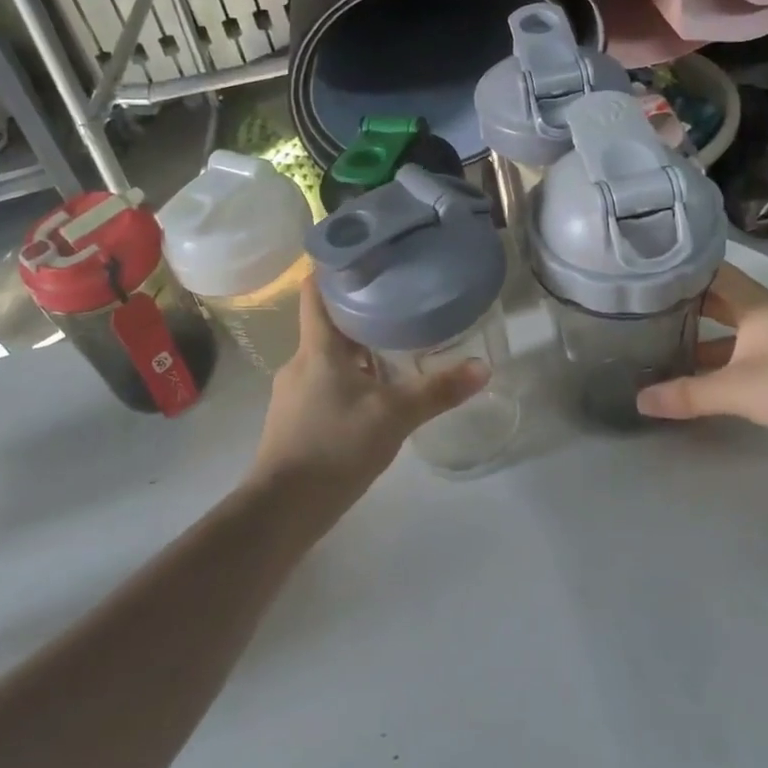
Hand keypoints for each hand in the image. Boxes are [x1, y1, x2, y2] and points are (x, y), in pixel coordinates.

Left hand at [246, 282, 489, 519]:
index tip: (363, 257)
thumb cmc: (335, 446)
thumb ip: (438, 391)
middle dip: (360, 315)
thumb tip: (484, 368)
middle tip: (399, 305)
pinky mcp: (294, 420)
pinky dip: (347, 382)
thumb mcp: (394, 416)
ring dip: (356, 353)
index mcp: (317, 347)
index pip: (313, 291)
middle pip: (327, 325)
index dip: (332, 269)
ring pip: (327, 359)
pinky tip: (373, 399)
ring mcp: (292, 393)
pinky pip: (323, 386)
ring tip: (394, 351)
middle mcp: (300, 362)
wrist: (283, 509)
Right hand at [635, 262, 767, 473]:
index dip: (679, 268)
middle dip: (682, 306)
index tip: (643, 270)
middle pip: (717, 303)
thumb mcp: (737, 389)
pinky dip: (716, 366)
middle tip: (639, 308)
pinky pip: (740, 361)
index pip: (711, 272)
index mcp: (757, 305)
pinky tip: (691, 380)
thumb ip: (687, 393)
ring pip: (728, 335)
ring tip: (656, 345)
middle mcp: (766, 317)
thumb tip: (639, 400)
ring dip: (699, 340)